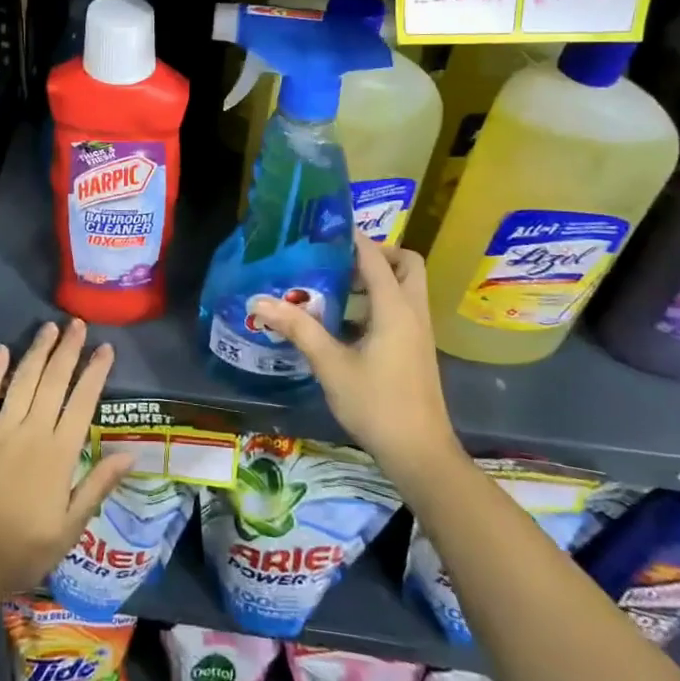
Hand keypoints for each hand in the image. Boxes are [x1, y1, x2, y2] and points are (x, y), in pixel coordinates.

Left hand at [0, 319, 133, 595]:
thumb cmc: (23, 549)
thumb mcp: (70, 527)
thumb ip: (98, 486)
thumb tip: (130, 454)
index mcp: (58, 454)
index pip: (82, 402)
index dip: (95, 373)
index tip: (105, 348)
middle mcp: (31, 432)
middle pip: (53, 381)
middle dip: (67, 350)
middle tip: (77, 324)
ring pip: (22, 381)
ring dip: (37, 352)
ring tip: (49, 327)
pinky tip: (1, 351)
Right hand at [250, 233, 461, 484]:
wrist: (420, 454)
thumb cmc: (376, 404)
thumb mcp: (330, 364)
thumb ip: (298, 328)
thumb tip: (259, 301)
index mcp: (395, 308)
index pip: (375, 256)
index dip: (352, 237)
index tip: (324, 226)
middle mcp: (412, 312)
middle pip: (405, 263)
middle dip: (375, 254)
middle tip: (338, 260)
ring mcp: (418, 331)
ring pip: (405, 287)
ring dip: (376, 279)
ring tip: (334, 286)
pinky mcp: (415, 349)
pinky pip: (400, 309)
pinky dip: (377, 302)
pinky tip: (343, 323)